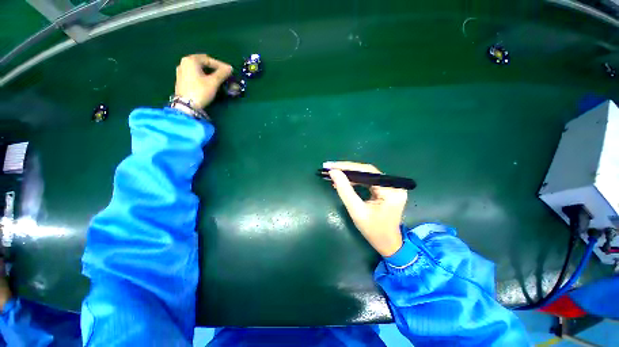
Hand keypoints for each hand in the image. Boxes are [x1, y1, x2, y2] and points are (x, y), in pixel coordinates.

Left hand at [175, 54, 232, 108]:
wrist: (187, 105)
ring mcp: (181, 72)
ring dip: (208, 73)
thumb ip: (222, 73)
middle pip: (202, 63)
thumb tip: (230, 68)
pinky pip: (194, 75)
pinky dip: (202, 77)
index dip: (220, 65)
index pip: (208, 59)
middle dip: (214, 69)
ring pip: (198, 69)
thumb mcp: (213, 82)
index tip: (229, 71)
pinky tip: (208, 83)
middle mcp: (184, 63)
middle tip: (223, 75)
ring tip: (217, 80)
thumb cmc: (200, 91)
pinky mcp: (181, 80)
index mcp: (191, 60)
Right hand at [324, 161, 407, 256]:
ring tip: (334, 173)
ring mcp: (390, 187)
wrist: (387, 244)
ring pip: (366, 175)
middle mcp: (393, 185)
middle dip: (346, 169)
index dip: (347, 166)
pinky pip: (367, 181)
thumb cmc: (373, 230)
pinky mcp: (385, 189)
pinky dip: (354, 181)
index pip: (367, 171)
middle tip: (329, 167)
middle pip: (366, 171)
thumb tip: (334, 172)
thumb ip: (345, 190)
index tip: (331, 165)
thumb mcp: (356, 211)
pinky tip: (343, 181)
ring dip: (349, 174)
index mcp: (390, 190)